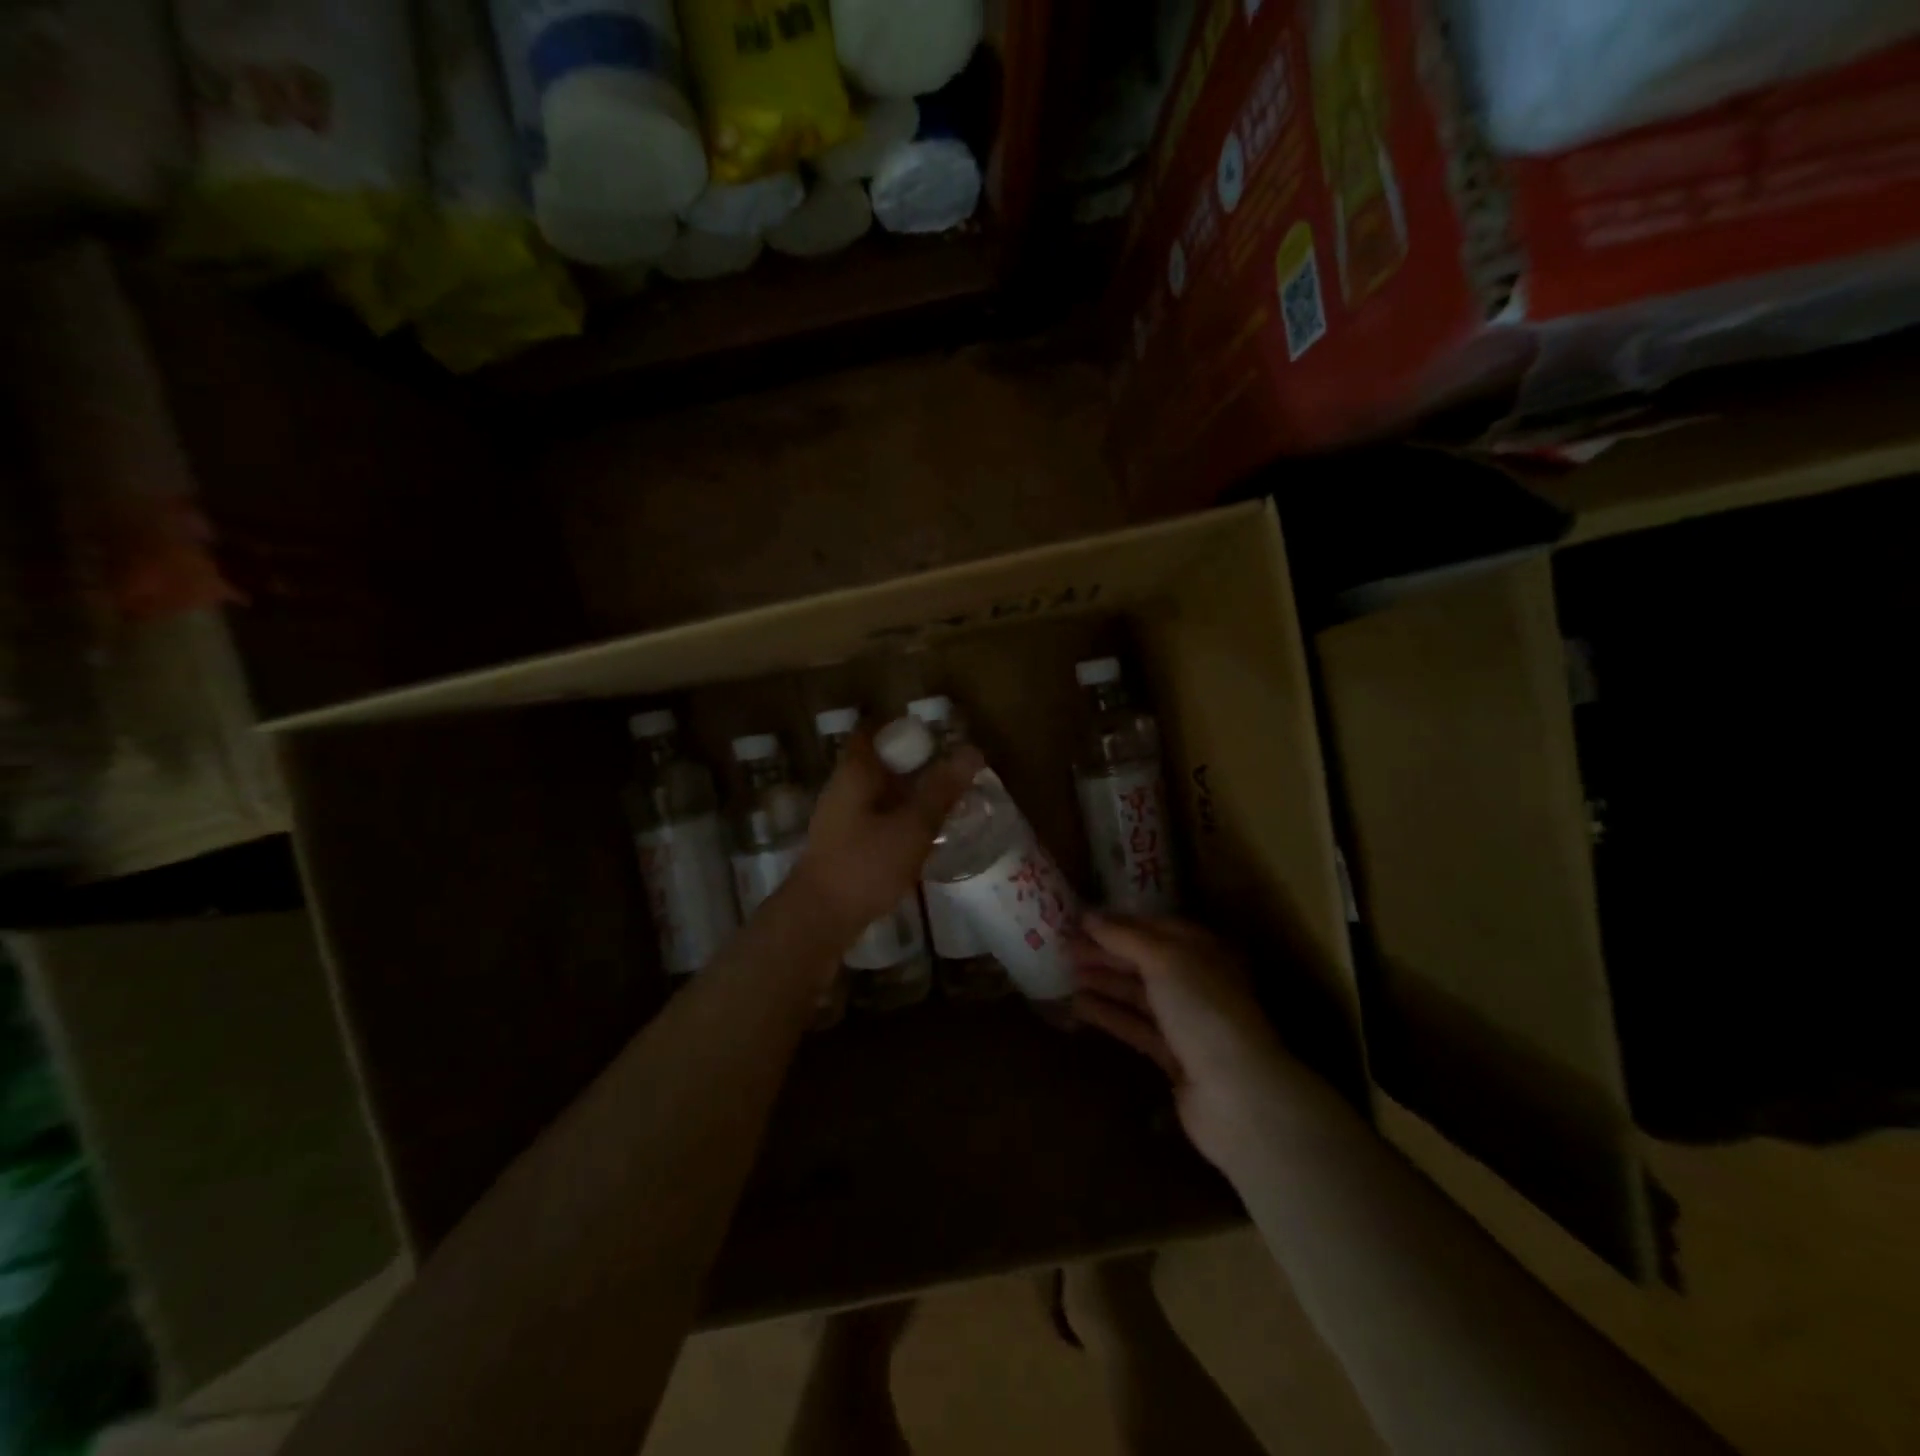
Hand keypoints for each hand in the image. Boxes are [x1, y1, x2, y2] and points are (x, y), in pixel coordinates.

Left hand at [791, 726, 983, 940]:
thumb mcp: (912, 826)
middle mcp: (842, 788)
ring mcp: (839, 819)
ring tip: (945, 802)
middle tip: (952, 770)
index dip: (901, 728)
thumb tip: (972, 751)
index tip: (935, 737)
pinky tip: (922, 836)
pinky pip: (875, 819)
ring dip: (907, 794)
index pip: (872, 731)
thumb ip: (941, 789)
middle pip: (878, 762)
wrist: (818, 920)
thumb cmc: (865, 865)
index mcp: (855, 772)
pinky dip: (898, 819)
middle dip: (913, 763)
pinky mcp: (843, 846)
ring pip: (878, 793)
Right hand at [1072, 914, 1295, 1174]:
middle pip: (1143, 960)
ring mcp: (1185, 1020)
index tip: (1078, 920)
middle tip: (1063, 947)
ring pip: (1136, 993)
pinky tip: (1077, 1006)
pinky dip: (1108, 1014)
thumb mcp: (1164, 960)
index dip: (1117, 923)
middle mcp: (1196, 981)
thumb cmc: (1203, 1009)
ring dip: (1102, 981)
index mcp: (1203, 950)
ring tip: (1063, 973)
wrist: (1236, 1092)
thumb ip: (1125, 937)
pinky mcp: (1172, 1055)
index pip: (1154, 927)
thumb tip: (1088, 916)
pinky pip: (1134, 1025)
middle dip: (1105, 952)